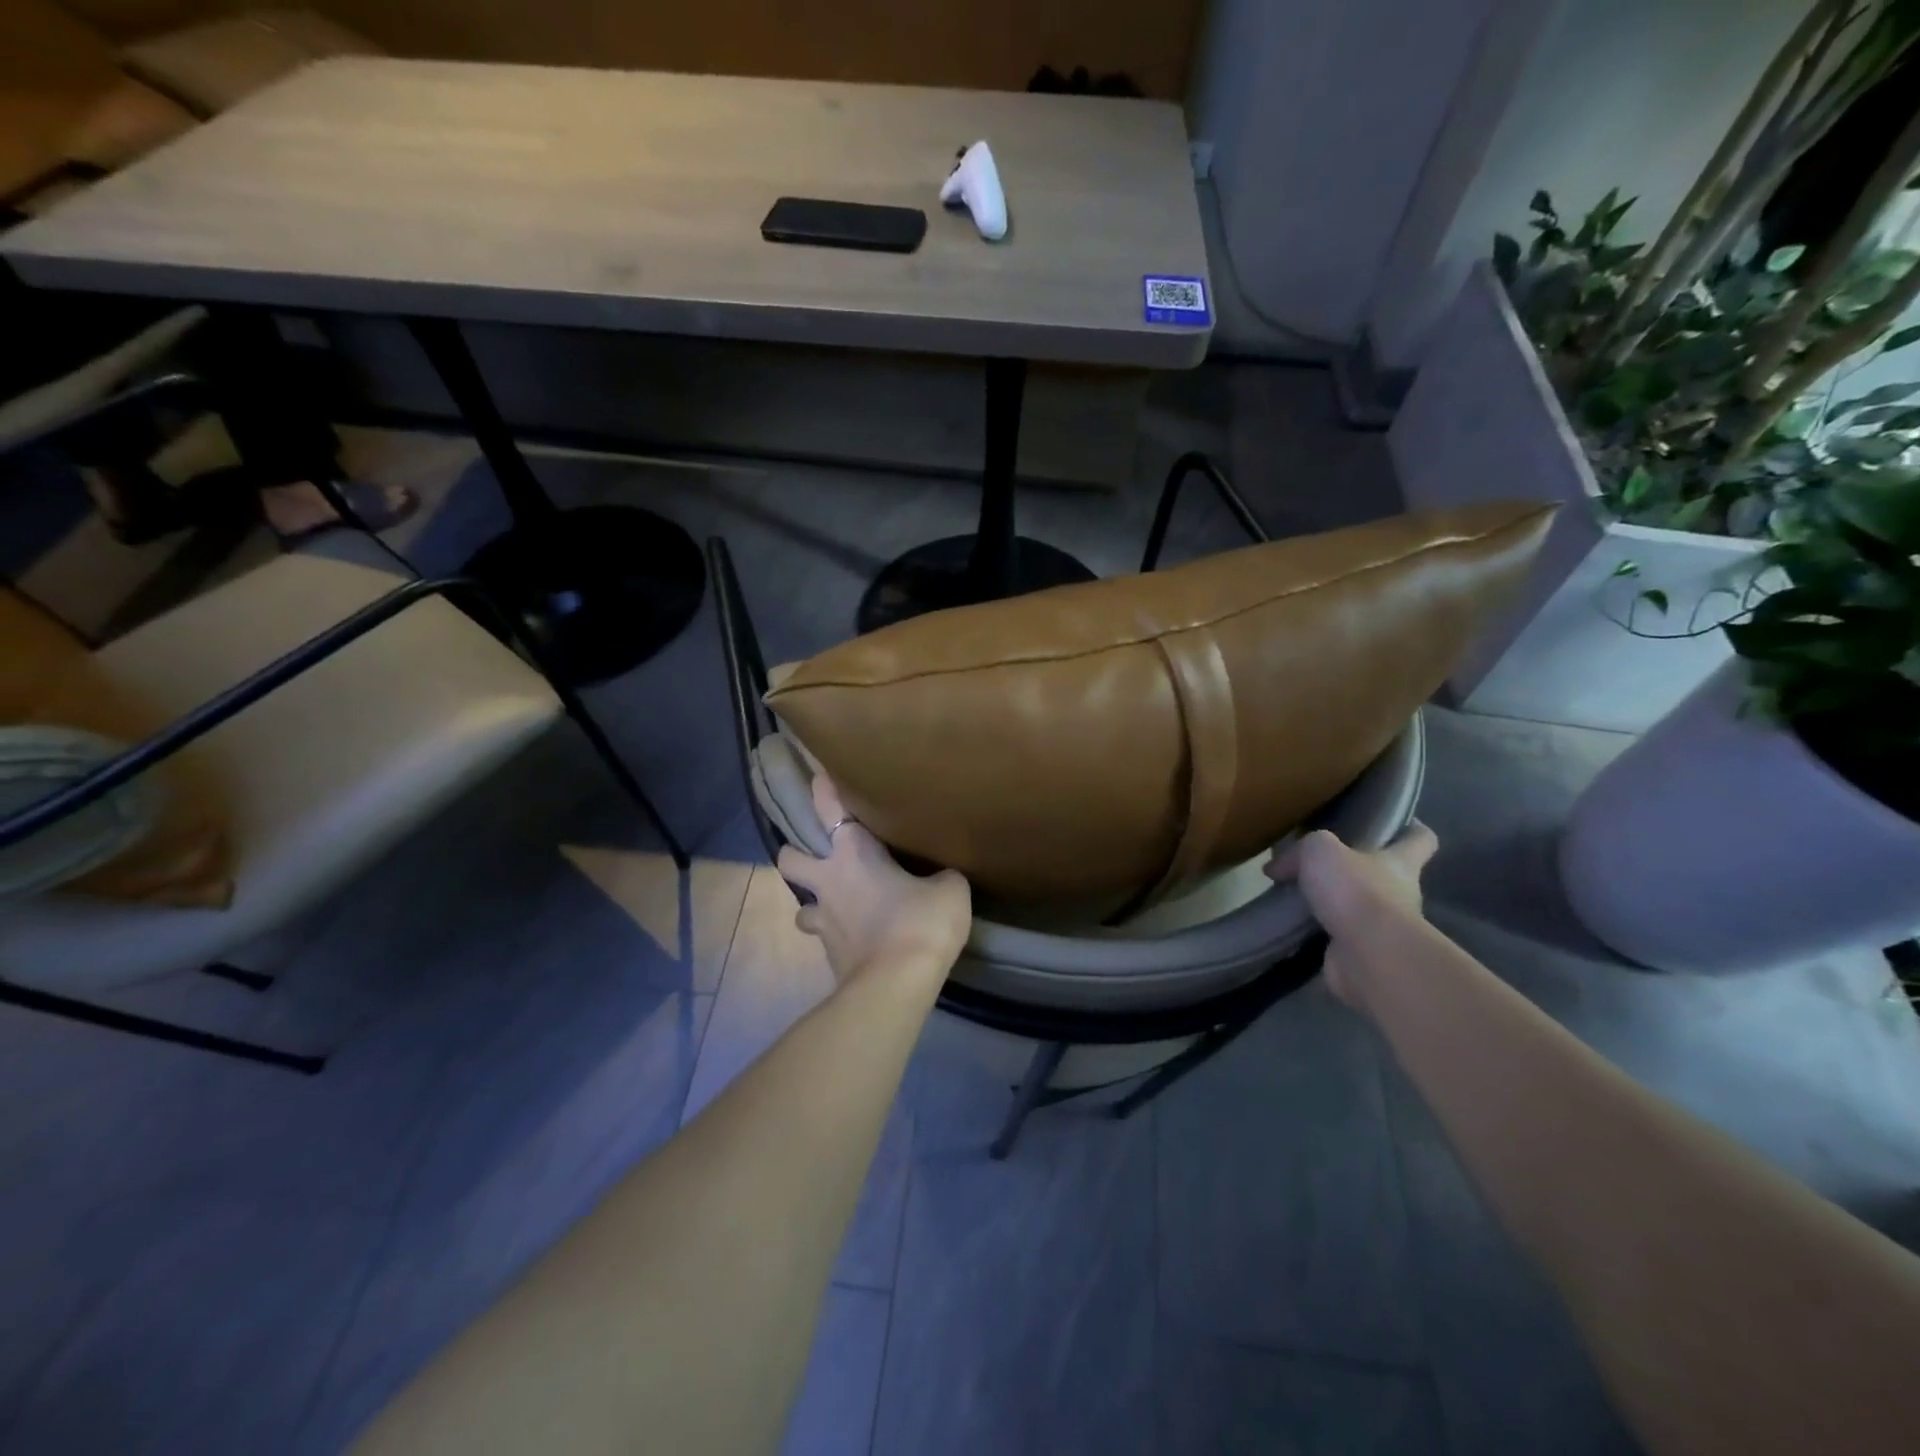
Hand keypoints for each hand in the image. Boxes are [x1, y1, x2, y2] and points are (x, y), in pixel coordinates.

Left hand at [776, 774, 971, 986]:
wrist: (896, 984)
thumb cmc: (921, 922)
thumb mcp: (950, 890)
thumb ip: (940, 876)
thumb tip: (940, 878)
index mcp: (854, 853)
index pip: (829, 808)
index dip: (822, 788)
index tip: (818, 774)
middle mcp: (829, 881)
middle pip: (790, 858)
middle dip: (797, 853)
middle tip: (820, 856)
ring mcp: (823, 921)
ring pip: (802, 905)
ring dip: (817, 902)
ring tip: (839, 906)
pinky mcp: (828, 955)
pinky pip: (824, 938)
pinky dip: (838, 936)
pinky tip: (857, 940)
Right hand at [1265, 823, 1437, 1010]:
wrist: (1368, 955)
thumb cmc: (1356, 890)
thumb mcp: (1320, 850)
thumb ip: (1300, 851)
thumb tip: (1277, 868)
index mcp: (1400, 862)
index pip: (1420, 839)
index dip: (1411, 829)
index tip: (1394, 822)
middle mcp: (1400, 893)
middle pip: (1384, 873)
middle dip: (1355, 868)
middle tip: (1317, 861)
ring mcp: (1384, 927)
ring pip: (1358, 905)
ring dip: (1332, 901)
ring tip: (1294, 892)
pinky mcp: (1363, 952)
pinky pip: (1337, 934)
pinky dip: (1317, 929)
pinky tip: (1290, 922)